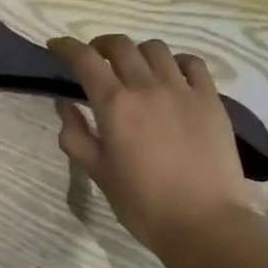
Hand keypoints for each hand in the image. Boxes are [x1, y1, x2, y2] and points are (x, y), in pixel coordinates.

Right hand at [48, 34, 257, 254]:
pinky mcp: (211, 99)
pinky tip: (173, 76)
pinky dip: (176, 62)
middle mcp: (147, 86)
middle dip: (101, 45)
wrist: (204, 223)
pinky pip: (192, 63)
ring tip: (135, 69)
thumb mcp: (98, 173)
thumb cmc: (143, 204)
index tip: (57, 46)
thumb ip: (76, 136)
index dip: (66, 46)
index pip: (84, 59)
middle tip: (95, 59)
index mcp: (115, 104)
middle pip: (120, 45)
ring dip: (137, 52)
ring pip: (155, 49)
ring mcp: (183, 89)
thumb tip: (66, 105)